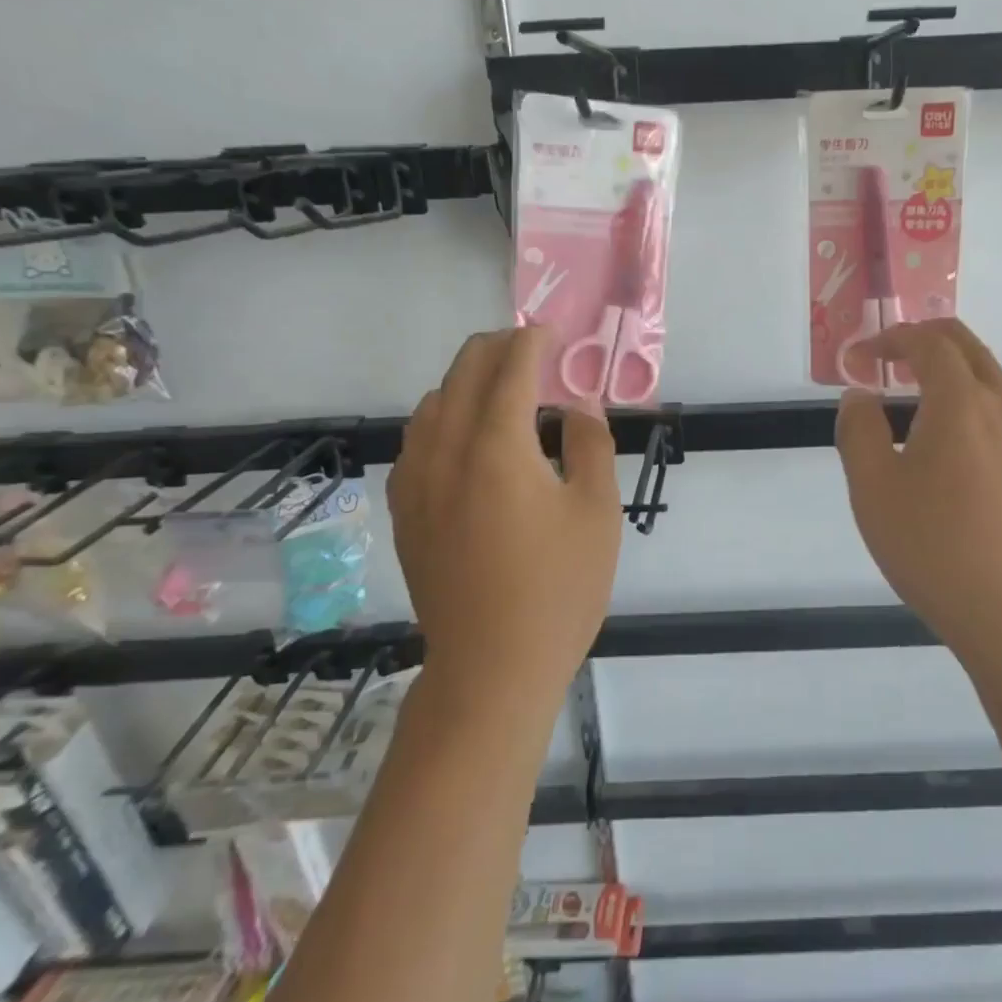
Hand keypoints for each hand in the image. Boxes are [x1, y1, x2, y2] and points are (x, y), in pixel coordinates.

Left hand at [388, 327, 621, 709]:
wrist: (492, 668)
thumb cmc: (559, 589)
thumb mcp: (597, 512)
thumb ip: (590, 443)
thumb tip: (579, 405)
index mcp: (497, 447)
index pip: (511, 368)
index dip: (534, 341)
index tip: (555, 334)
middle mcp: (445, 450)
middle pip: (463, 371)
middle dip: (499, 349)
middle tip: (535, 355)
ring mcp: (415, 480)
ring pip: (433, 401)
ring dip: (468, 381)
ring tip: (506, 395)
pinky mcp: (404, 509)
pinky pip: (416, 439)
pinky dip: (443, 417)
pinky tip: (468, 440)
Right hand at [834, 319, 1001, 682]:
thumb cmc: (935, 550)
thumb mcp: (872, 490)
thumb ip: (858, 430)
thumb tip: (861, 395)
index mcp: (961, 402)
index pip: (927, 342)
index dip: (891, 339)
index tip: (864, 358)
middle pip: (970, 349)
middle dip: (929, 344)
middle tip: (898, 364)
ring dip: (966, 386)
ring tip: (940, 424)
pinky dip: (997, 430)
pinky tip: (984, 476)